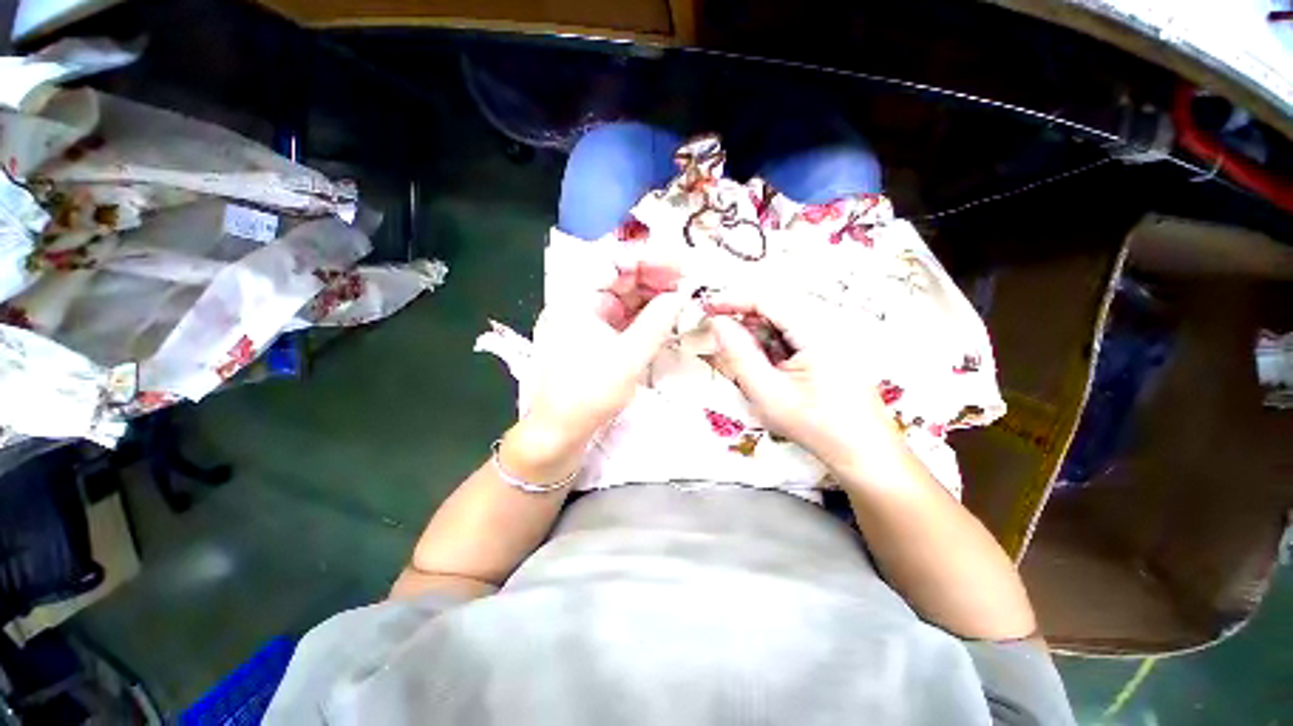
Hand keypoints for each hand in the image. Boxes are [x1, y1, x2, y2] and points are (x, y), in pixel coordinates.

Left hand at [503, 256, 685, 479]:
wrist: (559, 432)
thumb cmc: (589, 393)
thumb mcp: (629, 357)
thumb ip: (658, 322)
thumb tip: (682, 294)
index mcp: (575, 297)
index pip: (614, 261)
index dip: (649, 259)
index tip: (681, 264)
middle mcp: (578, 301)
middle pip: (620, 277)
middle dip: (655, 277)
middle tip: (688, 282)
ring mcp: (586, 319)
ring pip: (624, 297)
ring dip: (653, 296)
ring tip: (683, 297)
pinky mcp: (595, 336)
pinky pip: (623, 316)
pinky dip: (644, 315)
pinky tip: (666, 315)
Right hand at [704, 291, 900, 466]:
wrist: (864, 452)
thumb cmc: (814, 426)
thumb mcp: (767, 393)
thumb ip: (739, 355)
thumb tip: (718, 324)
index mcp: (817, 331)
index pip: (767, 299)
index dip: (734, 300)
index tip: (707, 309)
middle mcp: (828, 325)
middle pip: (776, 308)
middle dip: (744, 319)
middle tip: (719, 338)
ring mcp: (832, 337)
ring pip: (784, 322)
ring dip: (757, 334)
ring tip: (743, 359)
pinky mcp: (832, 348)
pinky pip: (794, 335)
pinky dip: (772, 345)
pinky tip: (767, 366)